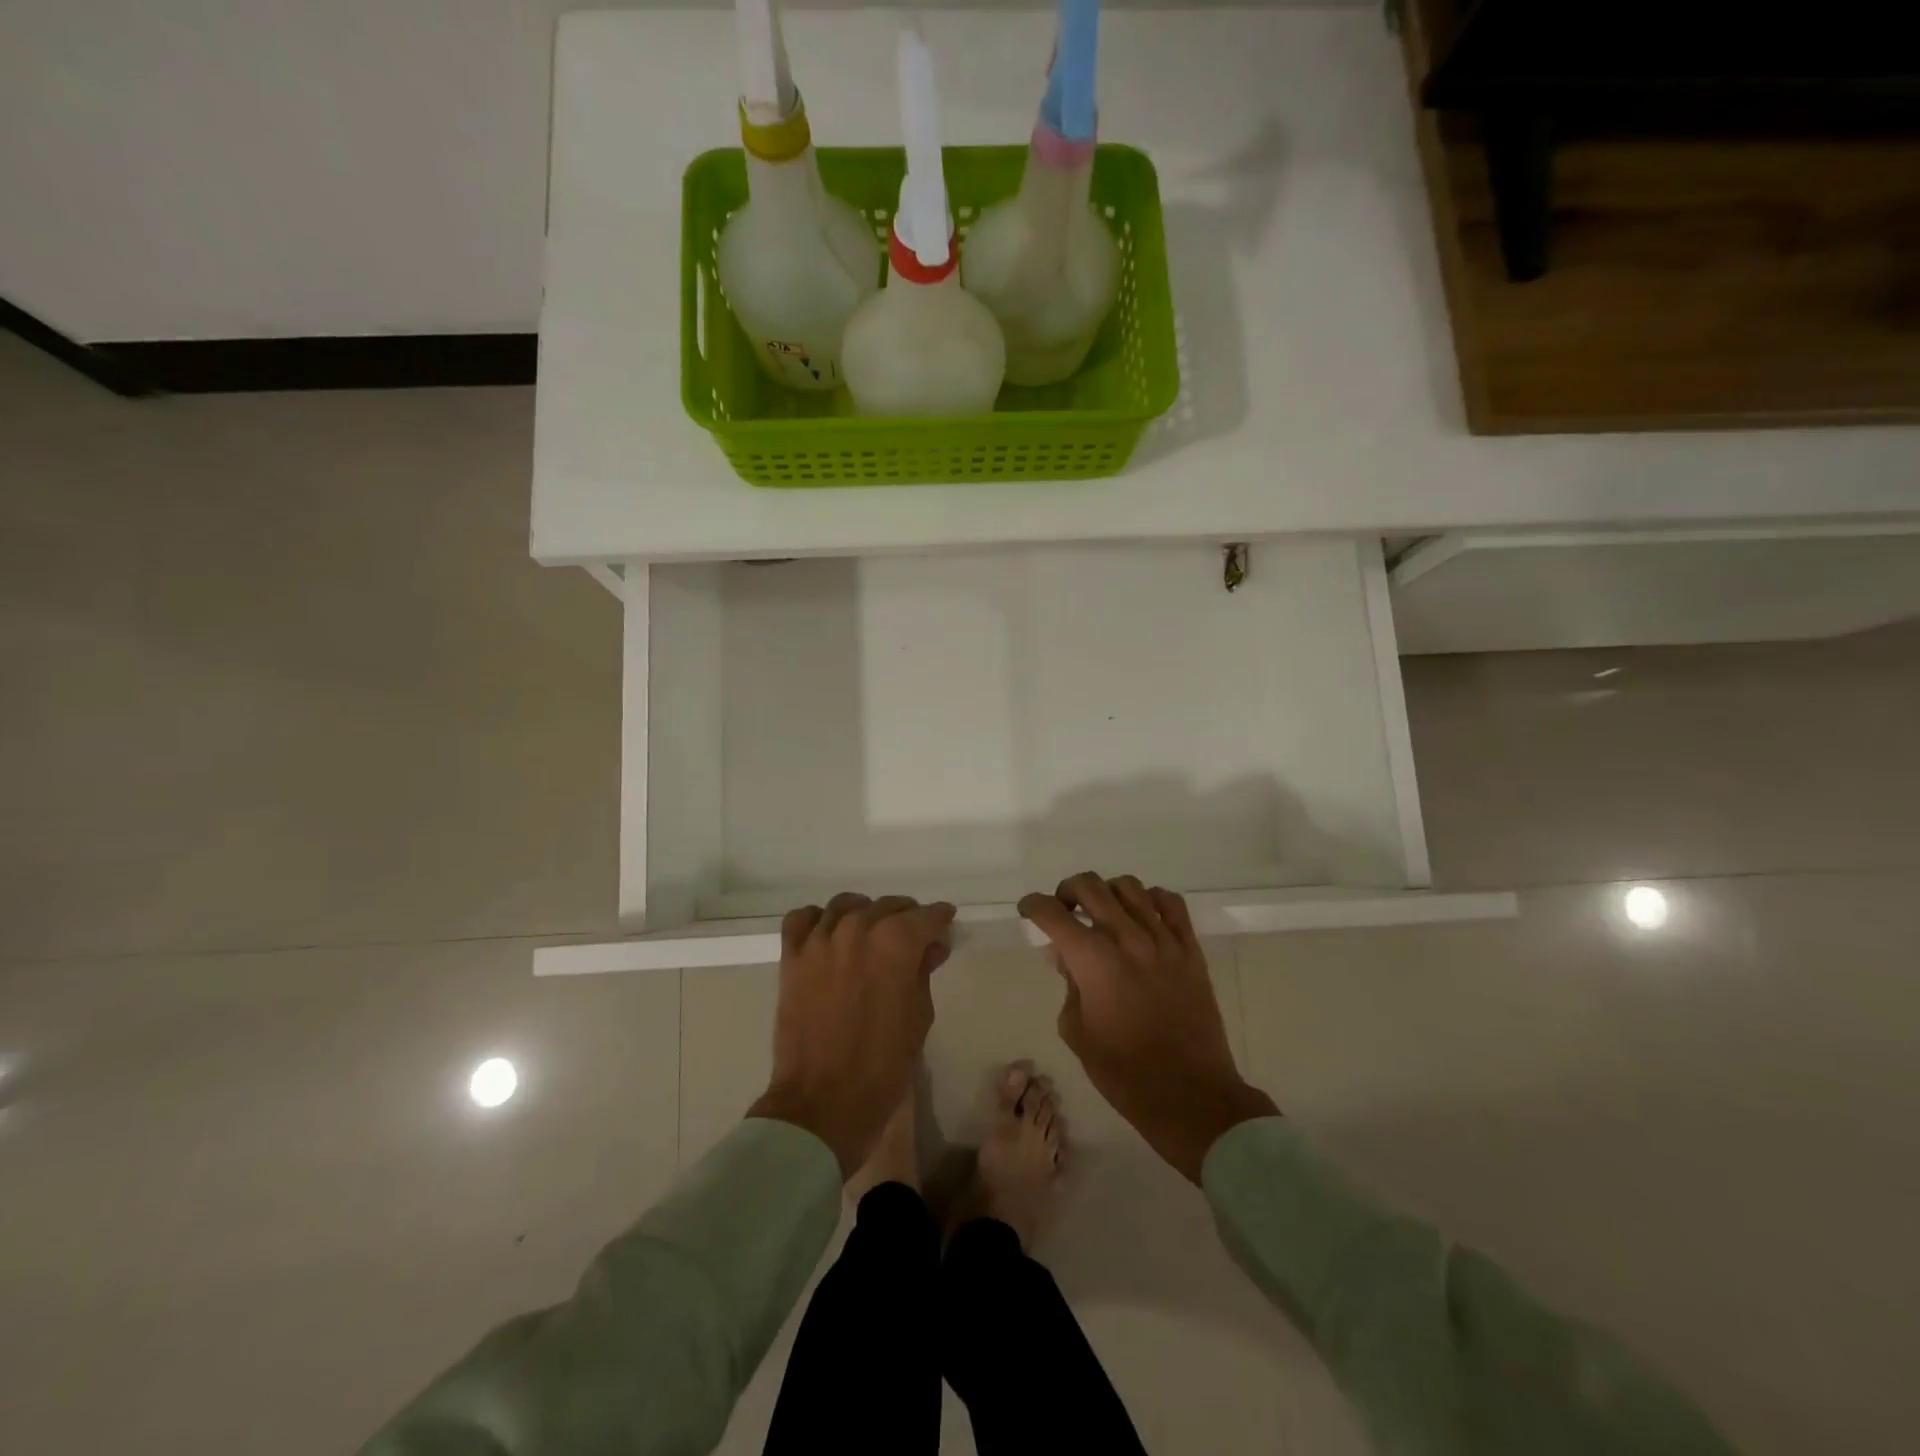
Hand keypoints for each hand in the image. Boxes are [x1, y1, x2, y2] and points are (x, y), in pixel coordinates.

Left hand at [748, 892, 955, 1178]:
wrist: (823, 1101)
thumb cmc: (883, 1064)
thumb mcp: (919, 1016)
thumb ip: (923, 971)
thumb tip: (929, 947)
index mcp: (895, 943)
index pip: (926, 916)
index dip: (940, 919)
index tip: (945, 924)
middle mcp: (858, 928)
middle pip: (888, 905)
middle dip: (906, 917)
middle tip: (913, 937)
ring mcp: (820, 940)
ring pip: (846, 905)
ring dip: (865, 914)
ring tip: (871, 934)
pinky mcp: (792, 956)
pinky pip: (802, 918)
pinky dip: (818, 919)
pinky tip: (828, 934)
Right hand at [1019, 874, 1276, 1182]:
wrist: (1190, 1095)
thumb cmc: (1125, 1073)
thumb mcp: (1078, 1033)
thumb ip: (1069, 986)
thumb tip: (1067, 957)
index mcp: (1093, 961)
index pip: (1053, 914)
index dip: (1034, 906)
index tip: (1028, 909)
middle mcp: (1127, 939)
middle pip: (1090, 887)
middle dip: (1067, 891)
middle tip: (1063, 909)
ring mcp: (1163, 941)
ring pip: (1130, 887)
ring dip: (1107, 891)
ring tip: (1102, 911)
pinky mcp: (1190, 950)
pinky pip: (1171, 904)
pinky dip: (1151, 899)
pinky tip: (1142, 914)